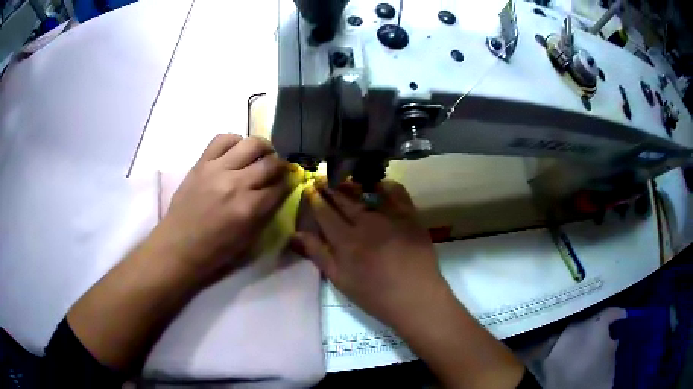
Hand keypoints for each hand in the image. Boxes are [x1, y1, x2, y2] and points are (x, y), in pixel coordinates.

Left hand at [151, 134, 291, 281]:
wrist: (179, 245)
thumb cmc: (215, 250)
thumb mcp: (249, 240)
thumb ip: (266, 213)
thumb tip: (279, 191)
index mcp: (249, 209)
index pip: (280, 187)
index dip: (289, 183)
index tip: (289, 182)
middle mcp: (236, 184)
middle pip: (270, 163)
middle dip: (280, 165)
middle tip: (277, 170)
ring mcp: (217, 169)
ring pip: (251, 144)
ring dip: (263, 148)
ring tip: (261, 155)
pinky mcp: (202, 162)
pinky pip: (223, 139)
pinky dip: (235, 141)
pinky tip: (237, 150)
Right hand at [291, 179, 448, 328]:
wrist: (415, 296)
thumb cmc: (374, 294)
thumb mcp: (340, 280)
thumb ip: (318, 254)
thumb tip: (296, 234)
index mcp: (346, 240)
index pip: (325, 213)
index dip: (315, 199)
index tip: (308, 188)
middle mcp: (366, 222)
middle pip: (343, 199)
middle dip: (329, 187)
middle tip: (320, 178)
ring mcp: (390, 216)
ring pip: (366, 193)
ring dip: (352, 184)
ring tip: (343, 179)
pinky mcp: (410, 216)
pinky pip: (396, 193)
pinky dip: (385, 185)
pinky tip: (378, 185)